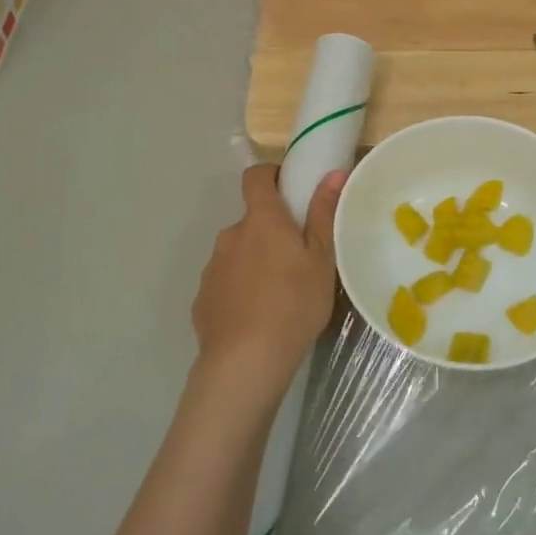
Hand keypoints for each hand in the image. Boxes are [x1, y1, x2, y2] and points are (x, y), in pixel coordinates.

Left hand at [190, 164, 342, 404]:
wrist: (245, 362)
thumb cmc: (294, 304)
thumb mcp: (321, 260)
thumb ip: (323, 214)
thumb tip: (332, 172)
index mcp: (261, 220)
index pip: (255, 176)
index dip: (271, 175)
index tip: (290, 189)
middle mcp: (231, 235)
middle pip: (251, 221)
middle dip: (270, 232)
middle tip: (297, 259)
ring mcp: (212, 267)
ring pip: (238, 253)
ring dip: (254, 262)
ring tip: (277, 295)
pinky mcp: (202, 298)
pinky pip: (225, 283)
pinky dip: (239, 290)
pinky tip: (255, 317)